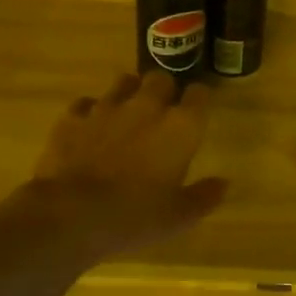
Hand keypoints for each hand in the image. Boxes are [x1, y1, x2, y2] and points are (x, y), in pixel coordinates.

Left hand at [3, 71, 227, 266]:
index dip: (200, 99)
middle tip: (163, 111)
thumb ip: (204, 196)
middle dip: (165, 90)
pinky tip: (91, 128)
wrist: (71, 215)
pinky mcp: (72, 118)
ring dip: (130, 93)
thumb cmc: (135, 216)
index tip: (198, 110)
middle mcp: (146, 106)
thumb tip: (224, 183)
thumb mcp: (179, 216)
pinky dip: (91, 112)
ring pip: (124, 82)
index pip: (200, 93)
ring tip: (128, 113)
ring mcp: (106, 108)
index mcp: (181, 126)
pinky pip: (86, 103)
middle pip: (161, 78)